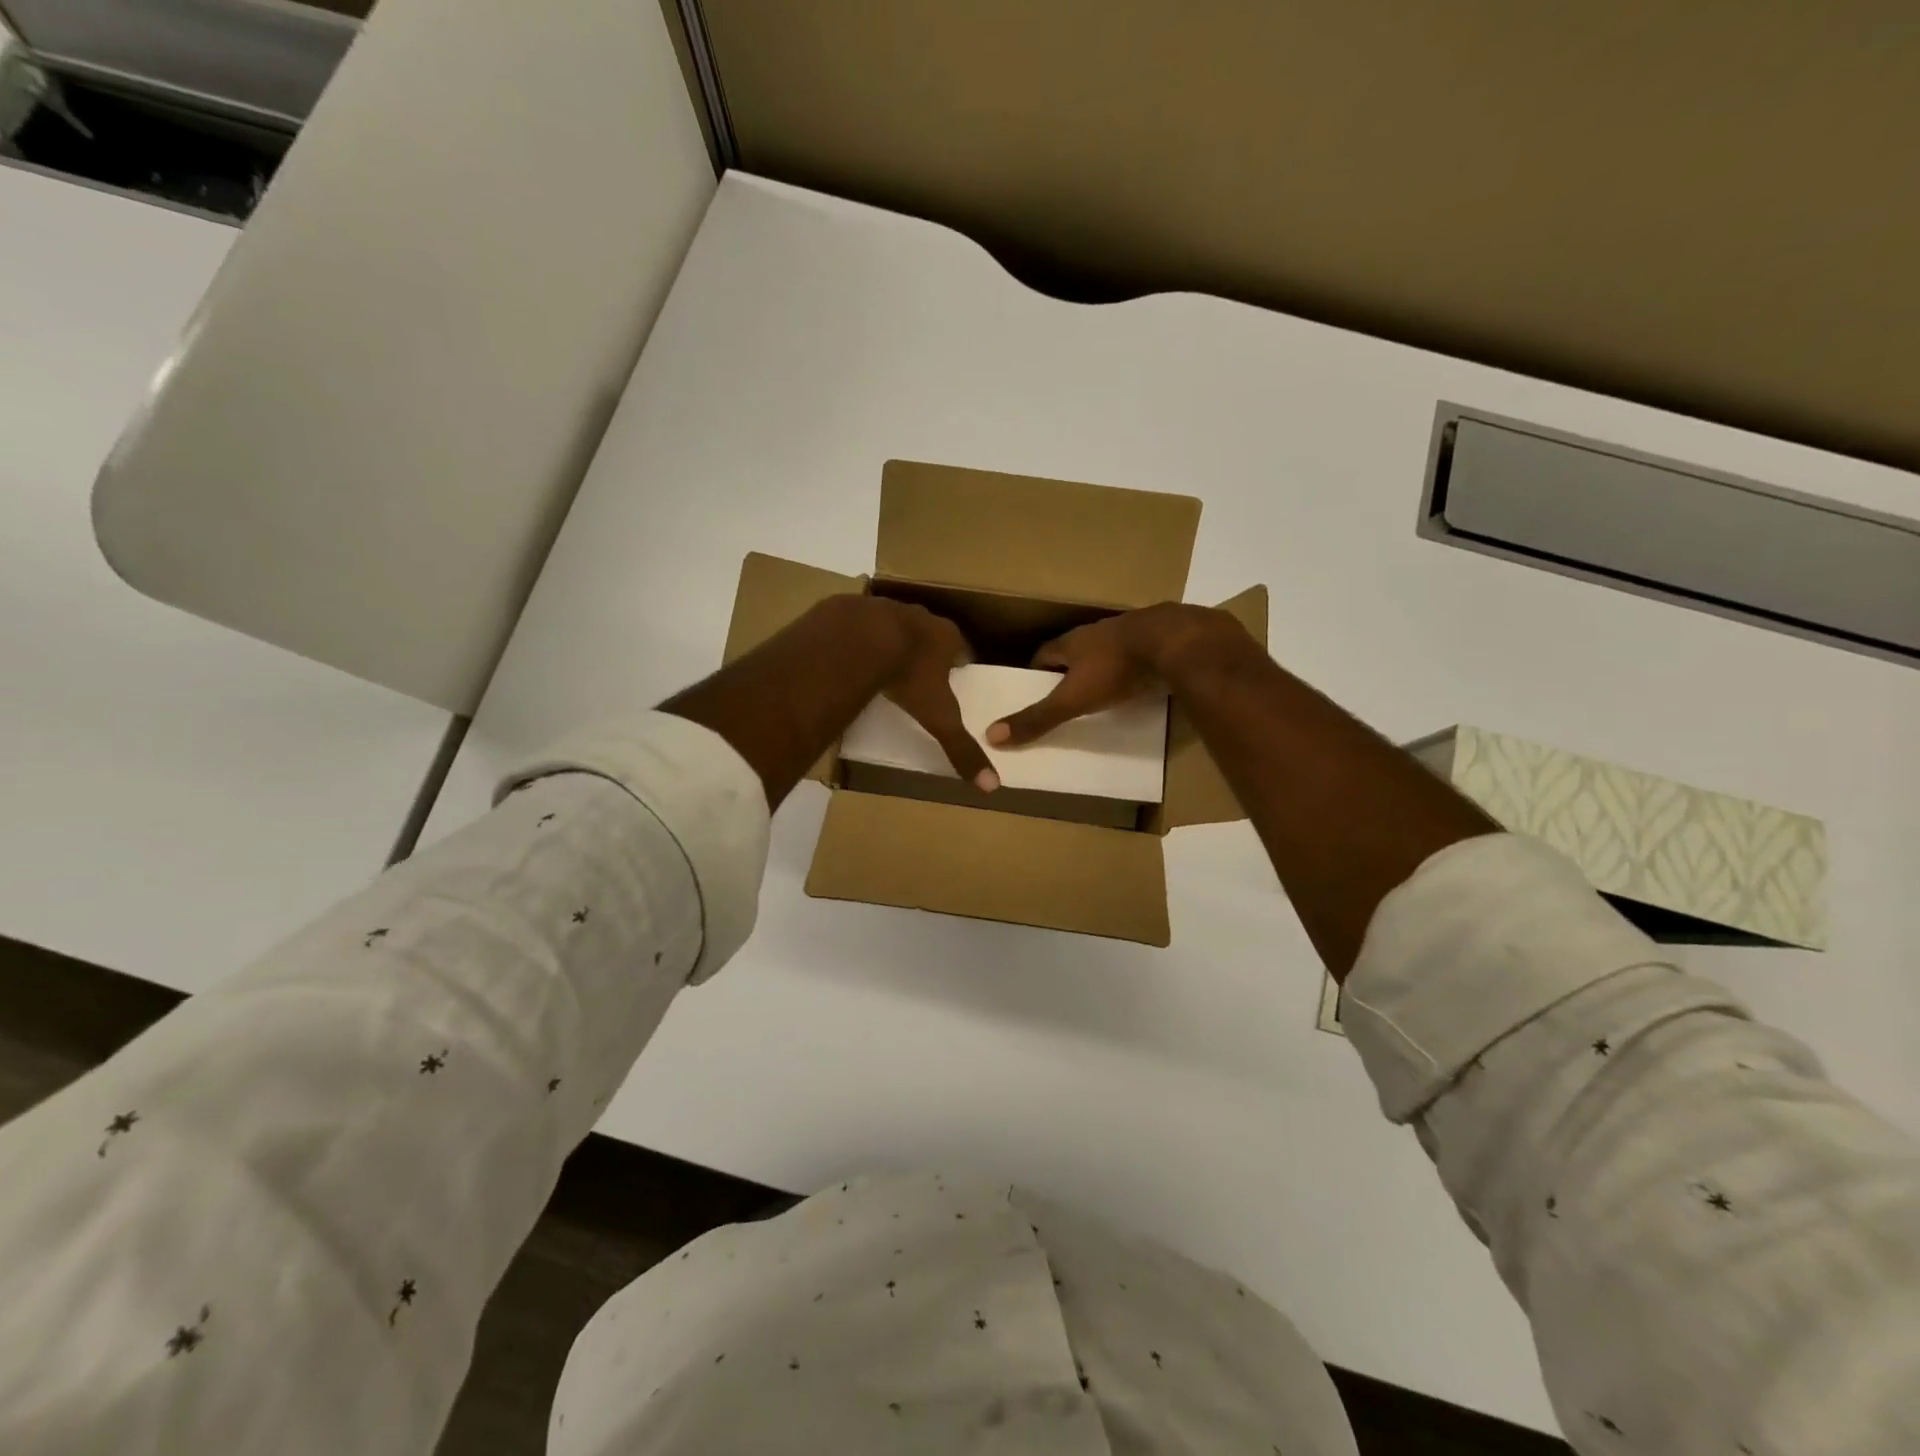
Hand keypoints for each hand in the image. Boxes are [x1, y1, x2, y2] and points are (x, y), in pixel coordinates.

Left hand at [863, 598, 999, 791]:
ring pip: (893, 623)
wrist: (858, 640)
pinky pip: (858, 623)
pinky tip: (850, 654)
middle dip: (926, 647)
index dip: (959, 660)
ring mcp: (884, 608)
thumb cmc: (907, 677)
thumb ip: (961, 748)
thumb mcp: (938, 718)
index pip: (961, 647)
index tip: (955, 672)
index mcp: (945, 637)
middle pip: (928, 632)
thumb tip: (992, 786)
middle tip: (919, 669)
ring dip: (891, 639)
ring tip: (883, 661)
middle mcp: (919, 616)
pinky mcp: (852, 609)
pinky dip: (857, 637)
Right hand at [986, 602, 1256, 746]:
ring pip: (1107, 652)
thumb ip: (1037, 718)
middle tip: (1064, 696)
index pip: (1043, 654)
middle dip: (1068, 671)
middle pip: (1075, 652)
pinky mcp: (1158, 642)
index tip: (1031, 690)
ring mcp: (1130, 634)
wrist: (1175, 643)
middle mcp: (1097, 633)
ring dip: (1100, 669)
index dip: (1035, 672)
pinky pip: (1137, 657)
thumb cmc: (1116, 669)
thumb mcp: (1072, 699)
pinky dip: (1131, 671)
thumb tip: (991, 736)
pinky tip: (1136, 685)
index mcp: (1072, 641)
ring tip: (1098, 694)